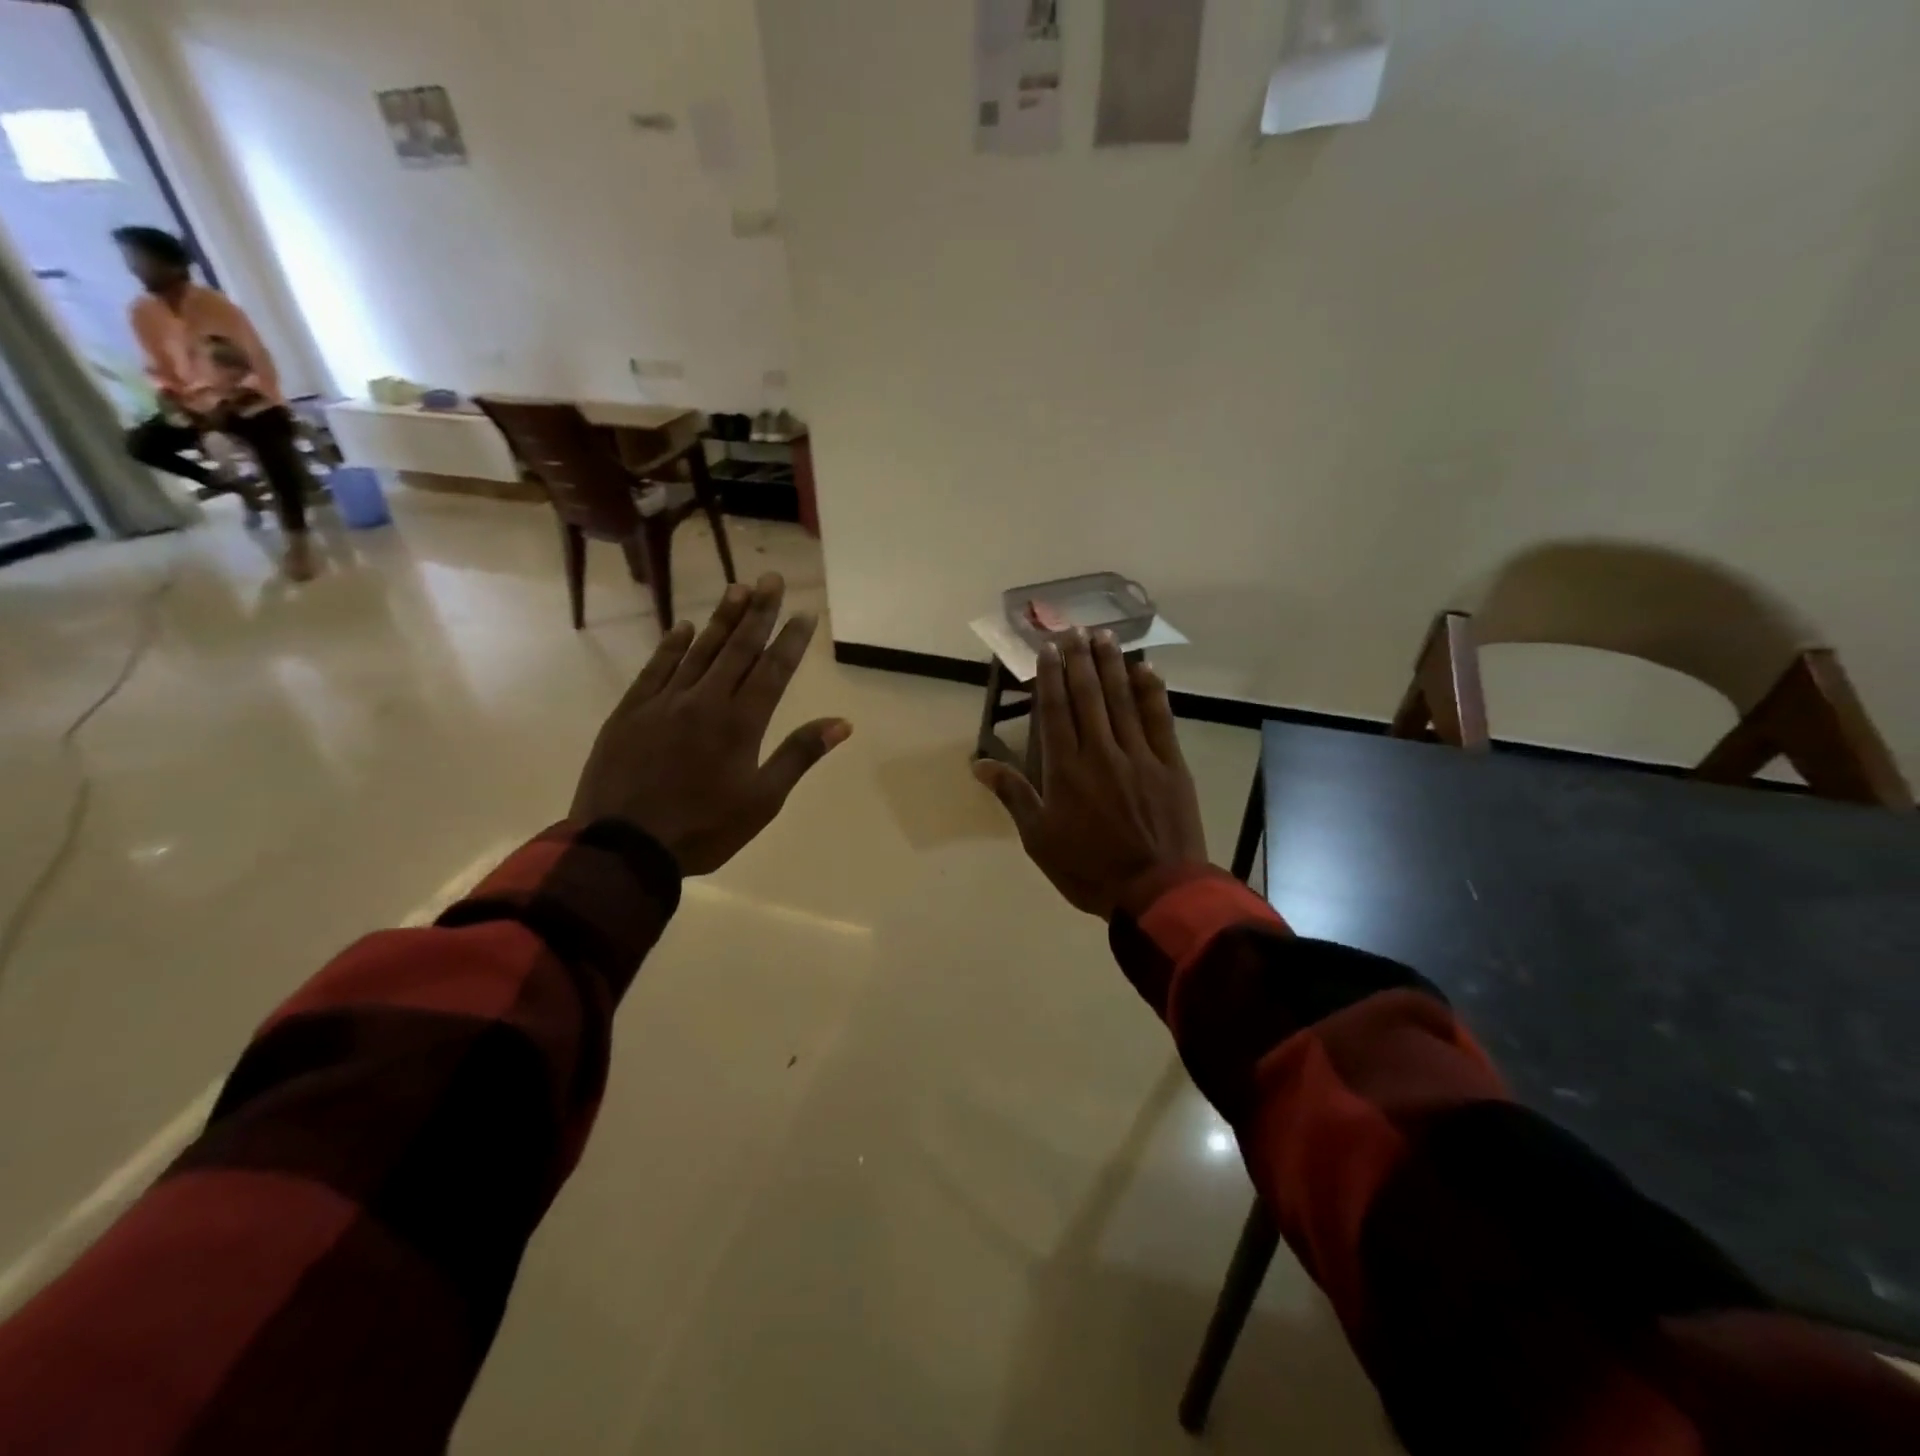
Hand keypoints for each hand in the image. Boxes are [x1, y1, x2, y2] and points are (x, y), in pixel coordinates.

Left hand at [571, 573, 851, 874]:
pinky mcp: (631, 711)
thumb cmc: (704, 829)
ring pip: (699, 651)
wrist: (623, 847)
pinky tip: (684, 627)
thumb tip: (841, 723)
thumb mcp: (763, 801)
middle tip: (771, 579)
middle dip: (758, 612)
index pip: (772, 670)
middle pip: (737, 648)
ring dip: (721, 619)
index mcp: (741, 723)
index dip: (791, 639)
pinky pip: (656, 668)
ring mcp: (664, 702)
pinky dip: (672, 645)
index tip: (804, 612)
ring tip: (737, 588)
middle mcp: (705, 701)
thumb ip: (799, 755)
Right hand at [974, 630, 1207, 917]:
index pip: (1056, 710)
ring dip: (1112, 665)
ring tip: (1104, 635)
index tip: (1048, 649)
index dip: (1051, 676)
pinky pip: (1160, 719)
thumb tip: (978, 764)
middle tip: (1074, 629)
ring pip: (1123, 699)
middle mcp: (1100, 752)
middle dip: (1080, 660)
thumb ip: (1013, 795)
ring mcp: (1139, 756)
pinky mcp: (1170, 765)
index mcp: (1065, 770)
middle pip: (1088, 696)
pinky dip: (1152, 692)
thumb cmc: (1089, 868)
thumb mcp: (1039, 839)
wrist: (1155, 891)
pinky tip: (1145, 669)